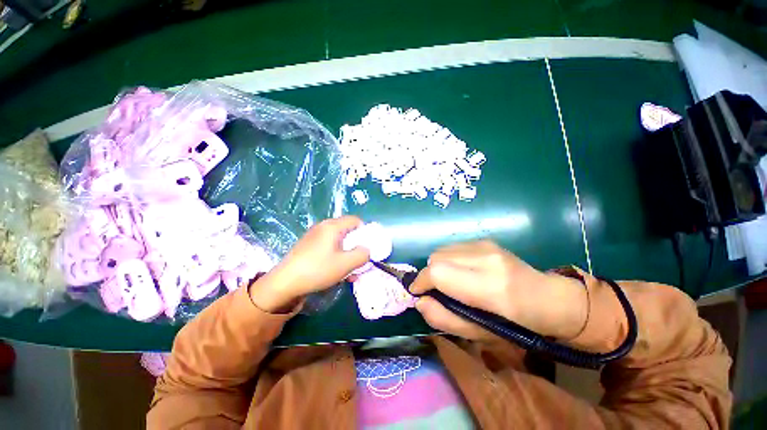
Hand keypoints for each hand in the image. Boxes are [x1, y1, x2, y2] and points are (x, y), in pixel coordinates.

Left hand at [250, 216, 369, 311]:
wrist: (284, 283)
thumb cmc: (318, 270)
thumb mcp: (346, 264)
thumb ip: (363, 255)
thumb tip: (367, 250)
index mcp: (333, 226)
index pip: (355, 220)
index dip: (364, 232)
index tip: (366, 247)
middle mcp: (323, 227)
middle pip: (347, 232)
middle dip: (356, 247)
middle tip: (359, 262)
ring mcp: (314, 237)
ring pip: (339, 243)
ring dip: (347, 256)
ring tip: (350, 273)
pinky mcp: (309, 247)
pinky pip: (329, 248)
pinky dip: (336, 258)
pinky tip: (337, 274)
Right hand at [409, 241, 587, 340]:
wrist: (549, 299)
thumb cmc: (517, 326)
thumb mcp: (480, 334)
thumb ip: (444, 319)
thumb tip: (419, 301)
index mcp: (490, 287)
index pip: (439, 272)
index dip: (422, 281)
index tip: (417, 293)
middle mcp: (486, 258)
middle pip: (436, 258)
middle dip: (429, 275)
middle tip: (435, 291)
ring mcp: (486, 245)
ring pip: (442, 250)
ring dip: (438, 266)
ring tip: (449, 281)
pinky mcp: (485, 240)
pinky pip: (452, 247)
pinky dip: (448, 259)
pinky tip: (460, 271)